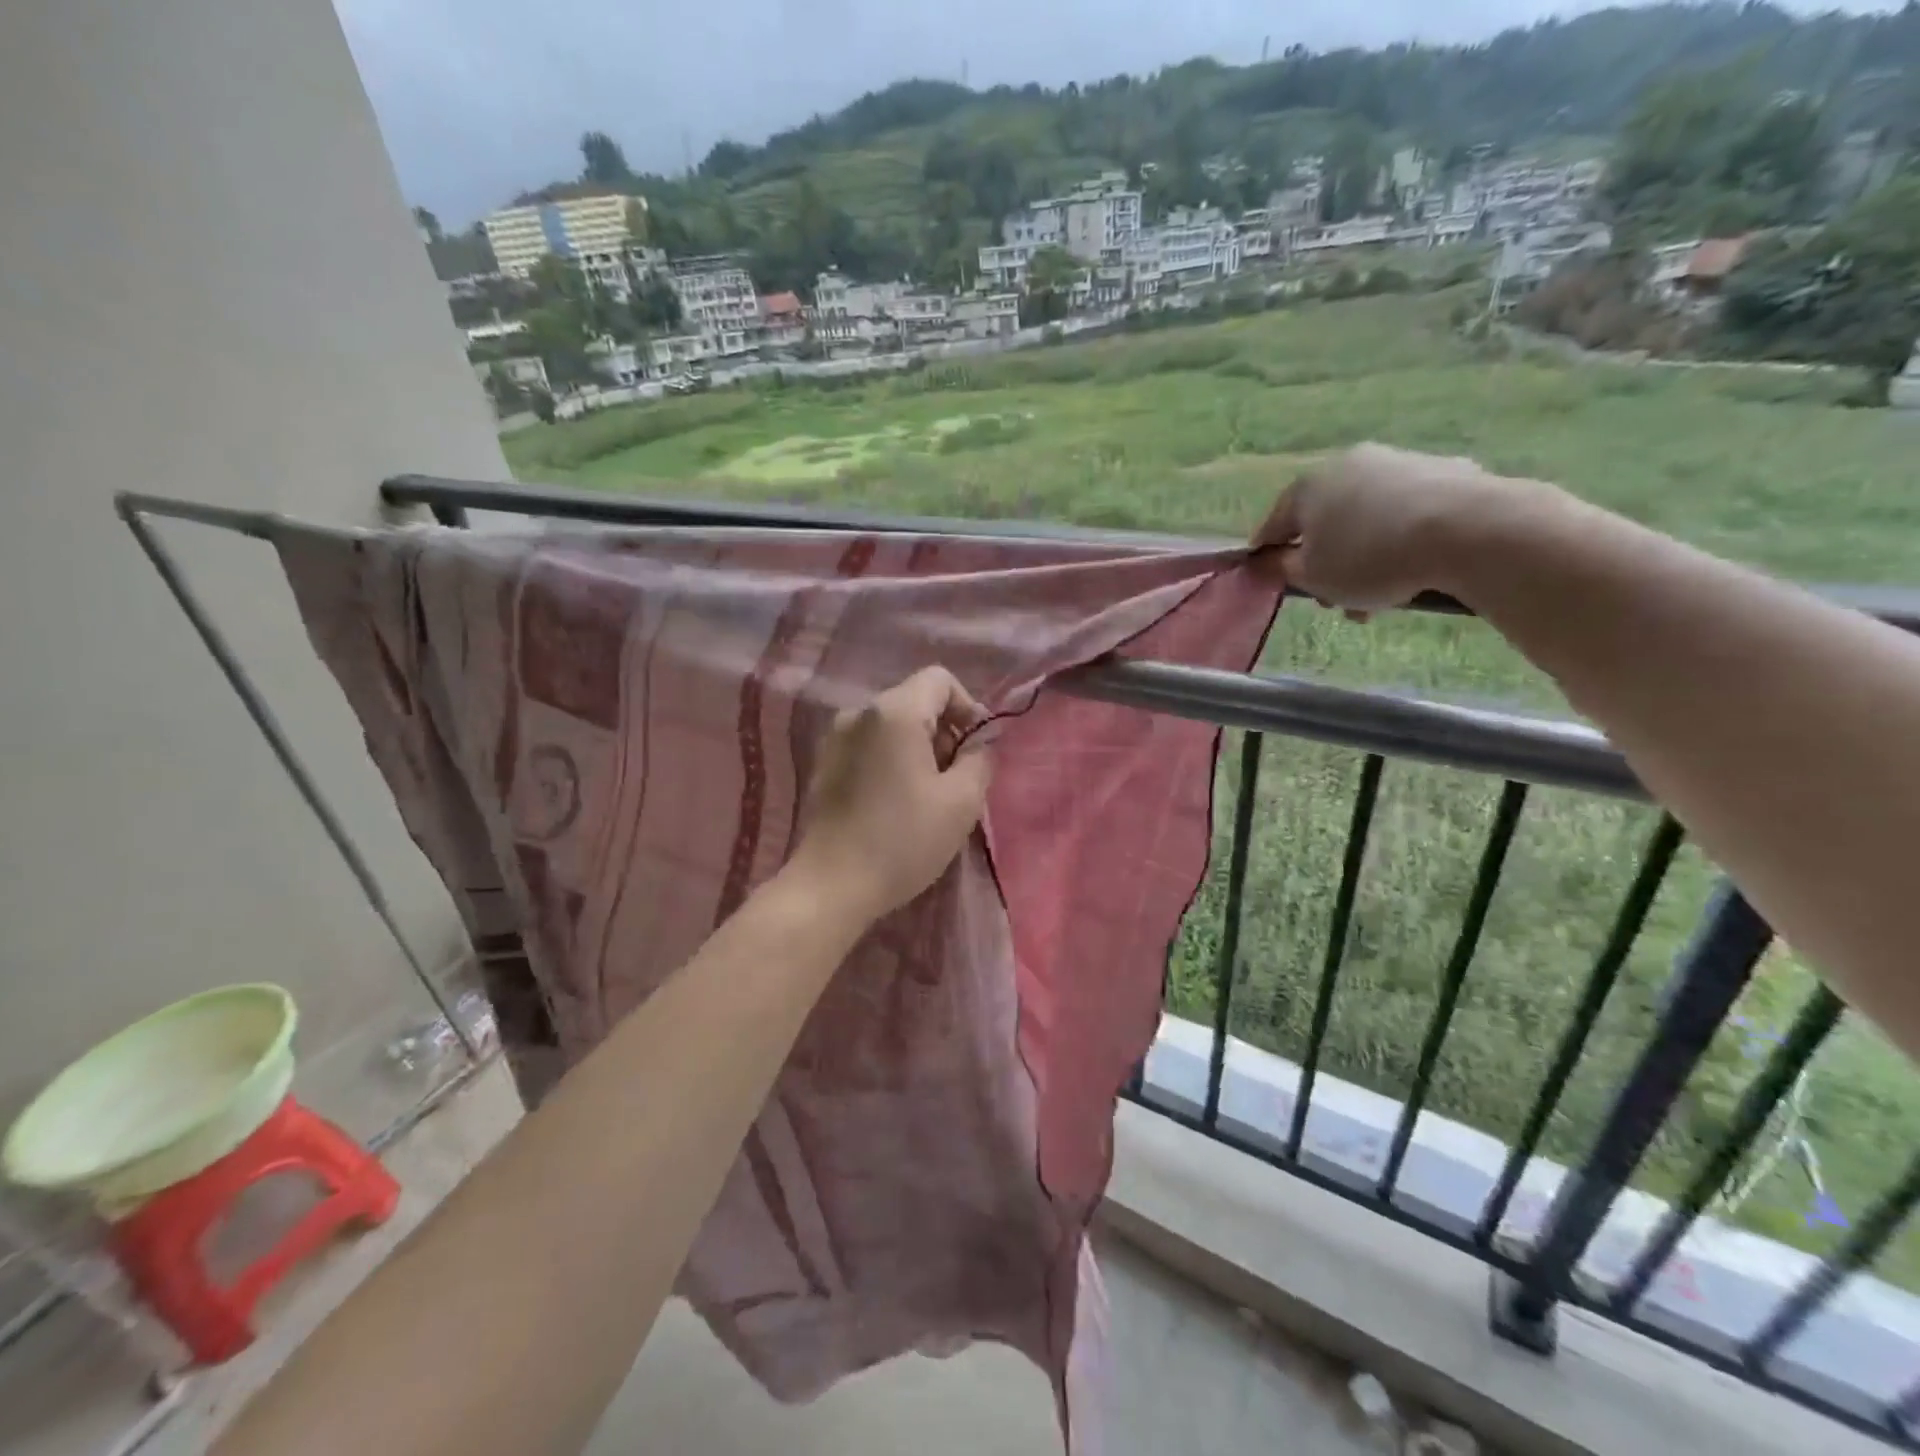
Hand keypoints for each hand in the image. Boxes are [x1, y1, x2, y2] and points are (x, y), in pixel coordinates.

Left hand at [790, 667, 993, 920]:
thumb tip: (979, 744)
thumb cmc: (903, 840)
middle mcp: (859, 713)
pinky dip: (890, 760)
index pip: (939, 679)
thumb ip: (980, 760)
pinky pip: (869, 744)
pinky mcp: (824, 763)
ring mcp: (835, 738)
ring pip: (891, 725)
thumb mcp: (961, 802)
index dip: (967, 707)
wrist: (831, 885)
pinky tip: (894, 802)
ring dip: (917, 748)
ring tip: (926, 794)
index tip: (974, 749)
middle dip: (943, 731)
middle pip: (914, 700)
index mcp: (894, 712)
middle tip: (954, 779)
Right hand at [1251, 444, 1515, 612]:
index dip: (1267, 556)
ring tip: (1379, 599)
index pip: (1274, 525)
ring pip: (1365, 519)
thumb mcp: (1313, 577)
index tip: (1268, 580)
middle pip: (1323, 522)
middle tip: (1334, 601)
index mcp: (1308, 487)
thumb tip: (1270, 561)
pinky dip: (1400, 539)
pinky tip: (1414, 568)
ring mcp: (1398, 463)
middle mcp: (1348, 464)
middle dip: (1324, 564)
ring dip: (1362, 557)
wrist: (1468, 530)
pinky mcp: (1444, 470)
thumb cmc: (1370, 558)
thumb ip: (1282, 570)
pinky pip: (1406, 513)